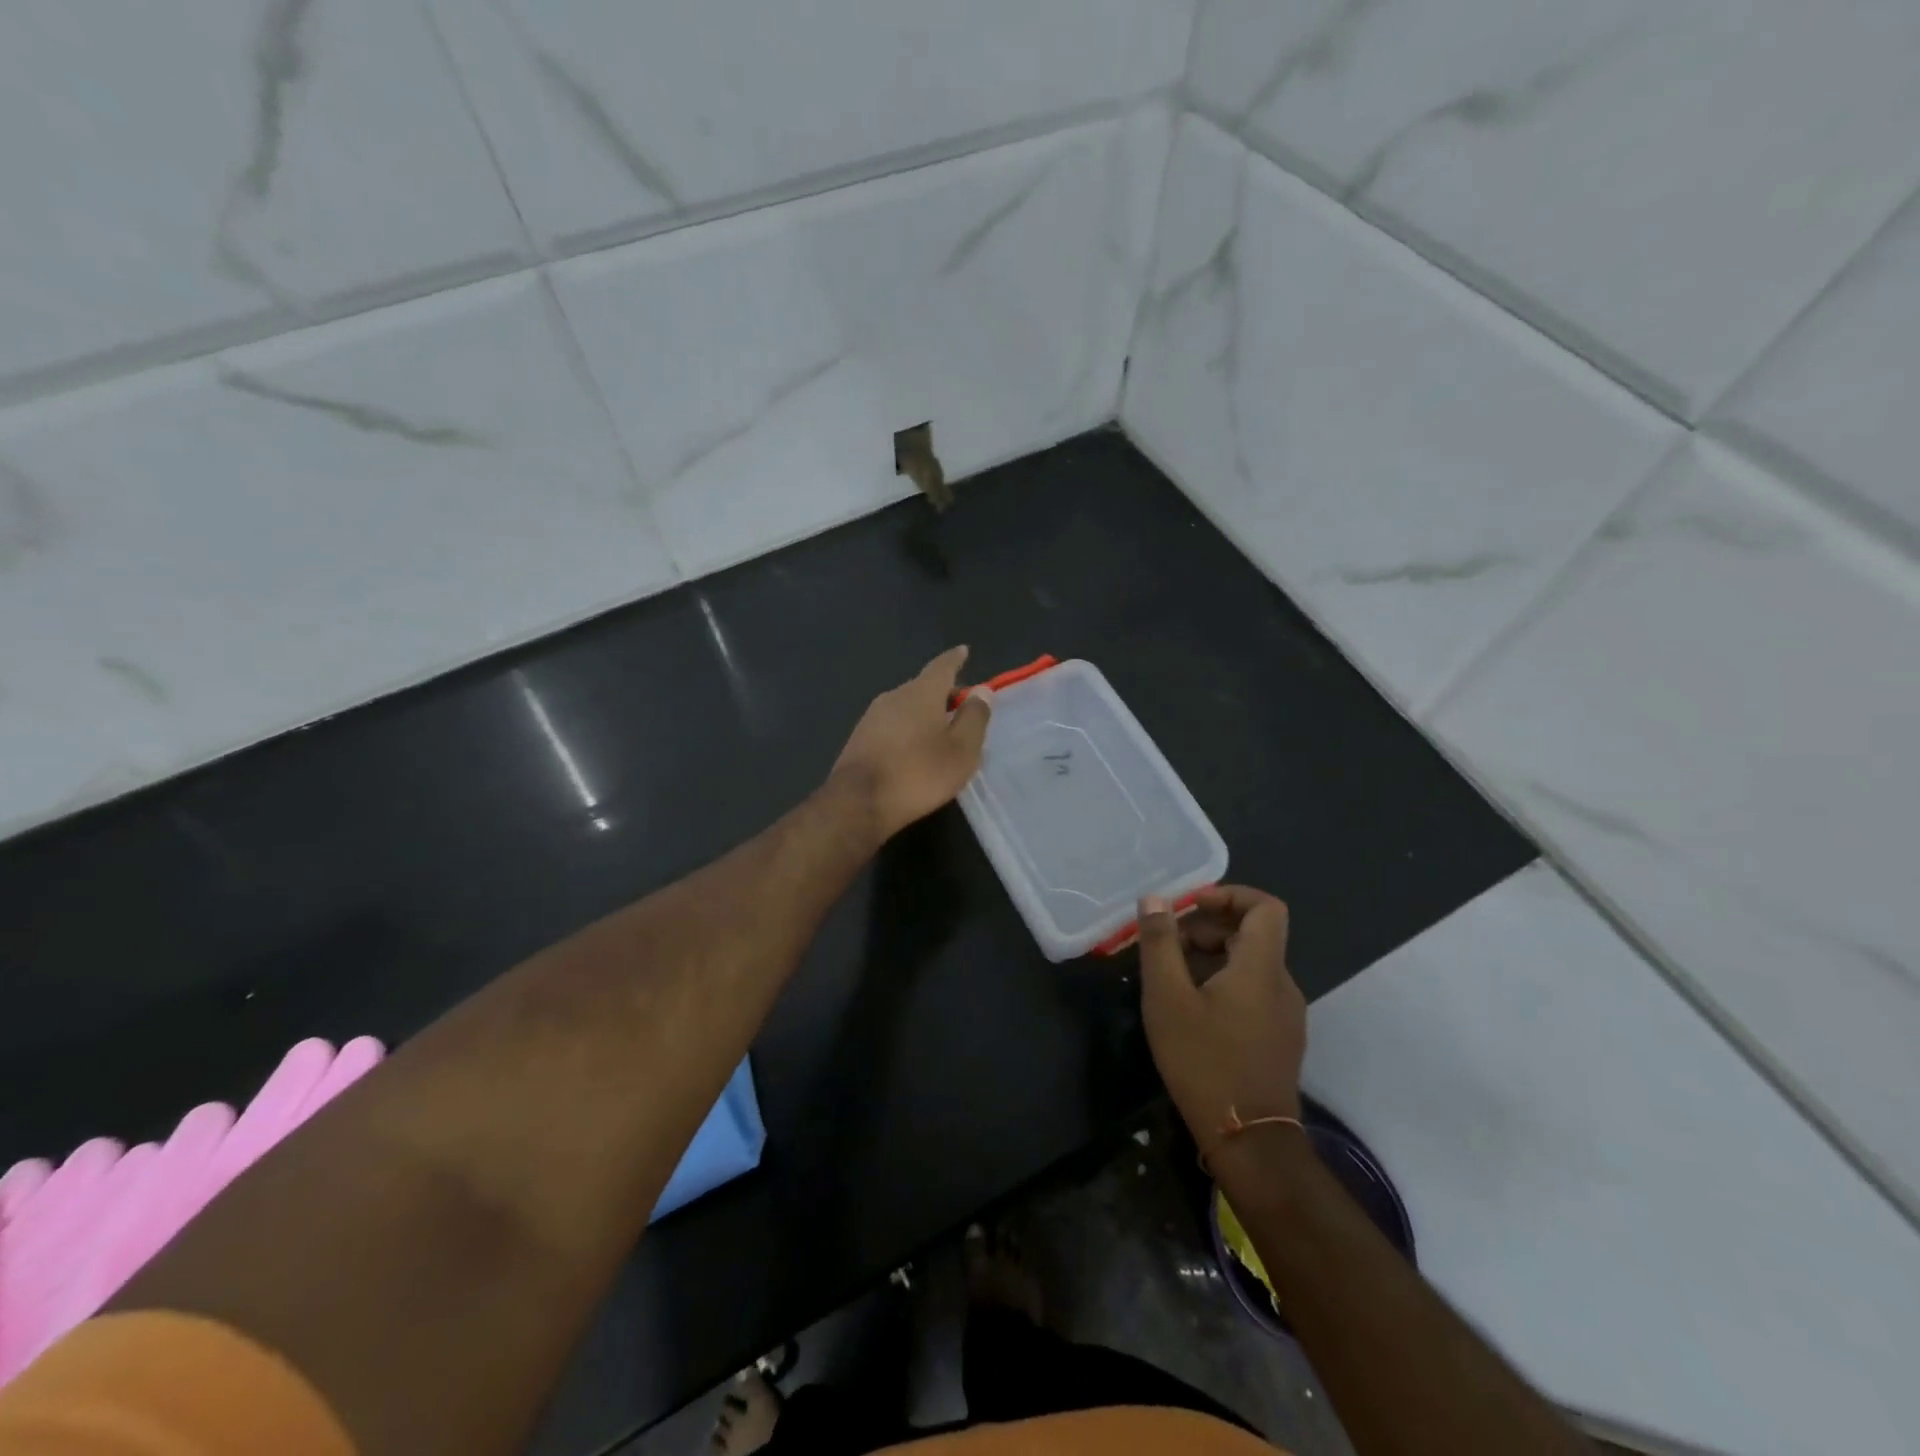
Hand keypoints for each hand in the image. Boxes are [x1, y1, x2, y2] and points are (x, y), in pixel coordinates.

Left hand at [832, 646, 991, 839]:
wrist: (858, 803)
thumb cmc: (918, 774)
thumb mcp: (961, 750)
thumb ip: (974, 718)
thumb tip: (981, 690)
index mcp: (921, 692)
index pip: (942, 666)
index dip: (955, 659)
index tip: (963, 651)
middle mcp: (893, 696)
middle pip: (923, 686)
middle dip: (943, 692)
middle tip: (962, 705)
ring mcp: (872, 717)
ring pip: (906, 706)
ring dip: (924, 713)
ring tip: (941, 729)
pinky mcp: (860, 738)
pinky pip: (892, 724)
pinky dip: (908, 728)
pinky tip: (914, 748)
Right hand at [1138, 886, 1306, 1176]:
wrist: (1250, 1141)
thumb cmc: (1204, 1061)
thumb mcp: (1168, 998)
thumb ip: (1160, 943)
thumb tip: (1156, 899)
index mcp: (1261, 967)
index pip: (1265, 907)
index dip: (1229, 894)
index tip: (1191, 906)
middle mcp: (1282, 984)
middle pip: (1253, 933)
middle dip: (1208, 927)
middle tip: (1167, 945)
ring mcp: (1286, 1014)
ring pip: (1251, 963)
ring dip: (1212, 955)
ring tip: (1171, 977)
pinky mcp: (1280, 1037)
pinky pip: (1254, 990)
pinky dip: (1224, 982)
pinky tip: (1192, 1009)